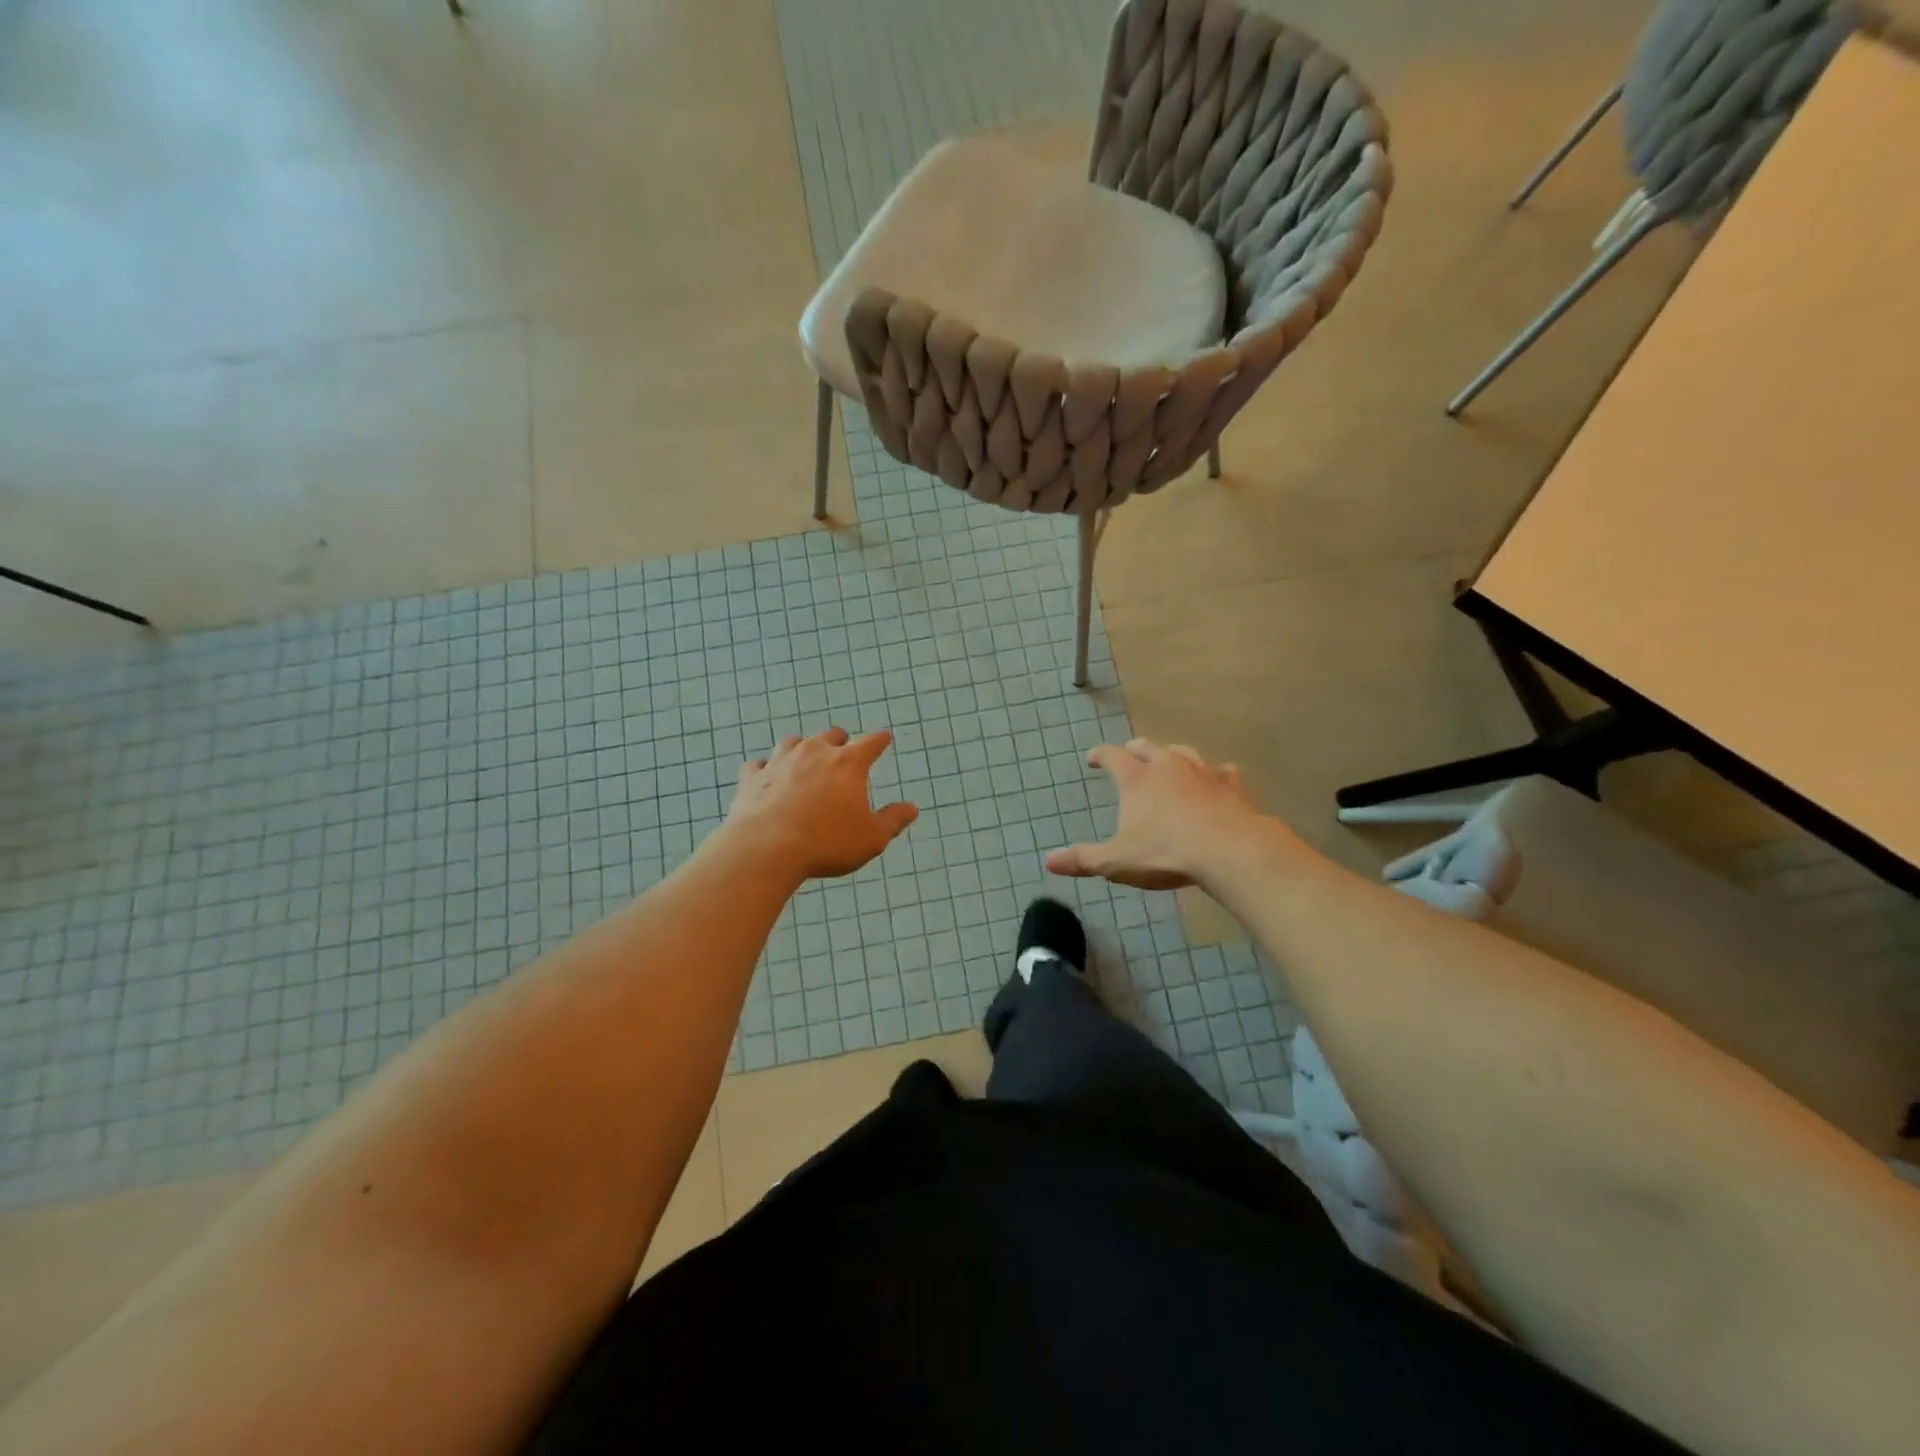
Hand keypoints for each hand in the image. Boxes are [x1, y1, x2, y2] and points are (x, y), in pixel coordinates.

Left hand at [725, 727, 918, 879]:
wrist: (766, 848)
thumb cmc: (827, 842)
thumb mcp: (871, 838)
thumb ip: (892, 820)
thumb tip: (911, 808)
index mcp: (848, 764)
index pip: (871, 743)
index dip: (880, 741)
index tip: (884, 738)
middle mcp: (814, 752)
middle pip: (831, 735)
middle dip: (839, 741)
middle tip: (842, 751)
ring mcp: (780, 761)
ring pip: (793, 742)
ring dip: (802, 748)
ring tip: (804, 759)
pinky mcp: (752, 777)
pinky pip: (759, 765)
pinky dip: (766, 769)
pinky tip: (766, 777)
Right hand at [1046, 739, 1283, 889]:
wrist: (1230, 851)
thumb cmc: (1166, 854)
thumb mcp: (1117, 862)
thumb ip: (1083, 860)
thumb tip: (1048, 861)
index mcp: (1136, 779)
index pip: (1112, 756)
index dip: (1100, 755)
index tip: (1093, 758)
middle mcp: (1167, 766)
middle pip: (1147, 747)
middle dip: (1134, 750)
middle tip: (1129, 756)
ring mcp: (1203, 772)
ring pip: (1183, 752)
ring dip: (1172, 756)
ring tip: (1168, 762)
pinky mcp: (1232, 785)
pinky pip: (1221, 771)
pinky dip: (1213, 774)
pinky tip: (1216, 781)